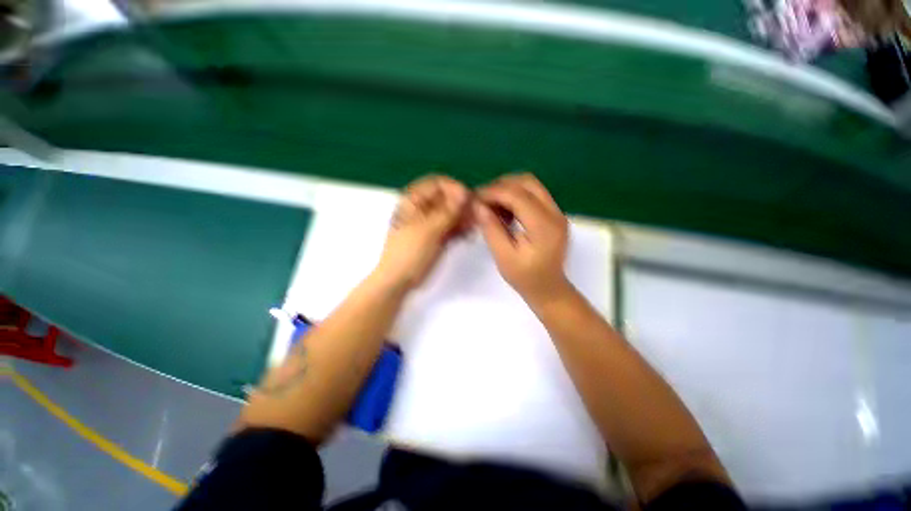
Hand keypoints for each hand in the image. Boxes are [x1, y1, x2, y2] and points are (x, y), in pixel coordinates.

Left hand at [374, 175, 469, 290]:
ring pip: (452, 213)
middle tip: (475, 215)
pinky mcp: (438, 236)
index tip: (469, 199)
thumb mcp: (428, 230)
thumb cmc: (409, 252)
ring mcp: (431, 223)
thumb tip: (465, 192)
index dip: (454, 188)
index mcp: (414, 200)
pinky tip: (469, 235)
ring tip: (474, 227)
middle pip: (447, 198)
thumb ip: (447, 211)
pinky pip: (452, 227)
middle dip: (462, 205)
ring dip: (464, 217)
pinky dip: (461, 229)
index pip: (437, 183)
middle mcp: (423, 208)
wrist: (399, 280)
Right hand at [475, 173, 572, 306]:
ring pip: (531, 185)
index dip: (493, 192)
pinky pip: (534, 194)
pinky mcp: (554, 214)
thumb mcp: (503, 256)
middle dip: (501, 185)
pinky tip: (505, 210)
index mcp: (543, 226)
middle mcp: (555, 213)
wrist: (549, 289)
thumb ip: (491, 229)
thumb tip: (478, 205)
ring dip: (508, 189)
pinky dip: (516, 196)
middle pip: (527, 182)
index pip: (517, 195)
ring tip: (491, 204)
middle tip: (482, 199)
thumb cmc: (525, 278)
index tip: (475, 199)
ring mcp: (557, 212)